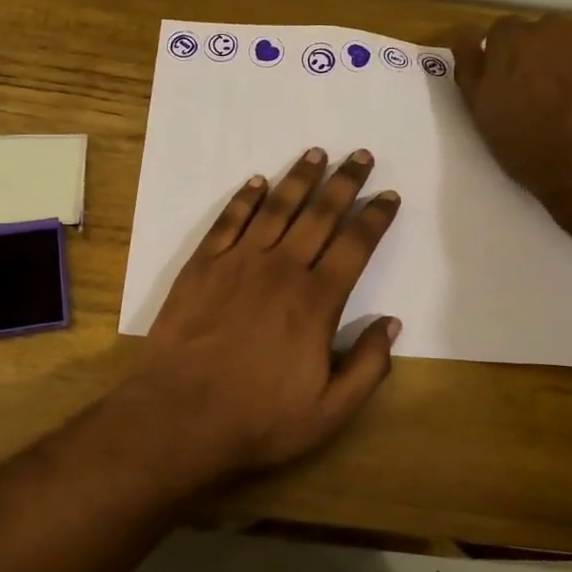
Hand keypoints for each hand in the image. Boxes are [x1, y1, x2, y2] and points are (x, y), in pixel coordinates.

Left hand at [114, 147, 401, 484]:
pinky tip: (257, 181)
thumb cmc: (258, 418)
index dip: (375, 218)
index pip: (355, 246)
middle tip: (361, 155)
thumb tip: (391, 323)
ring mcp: (239, 261)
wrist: (180, 414)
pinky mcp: (203, 264)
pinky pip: (229, 220)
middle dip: (345, 182)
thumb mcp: (329, 411)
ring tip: (317, 153)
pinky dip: (245, 198)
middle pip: (320, 214)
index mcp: (316, 301)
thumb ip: (367, 366)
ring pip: (277, 207)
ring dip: (299, 178)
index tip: (388, 196)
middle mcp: (282, 268)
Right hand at [446, 13, 571, 224]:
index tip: (506, 83)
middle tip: (540, 95)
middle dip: (538, 55)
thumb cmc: (530, 144)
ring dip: (570, 61)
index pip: (501, 32)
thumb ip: (470, 69)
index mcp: (511, 40)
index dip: (503, 57)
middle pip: (541, 33)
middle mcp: (552, 27)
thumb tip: (466, 39)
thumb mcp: (481, 112)